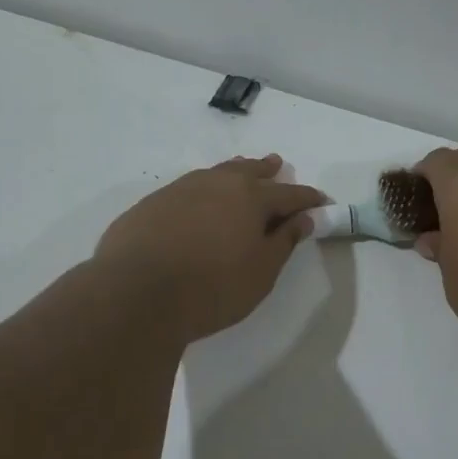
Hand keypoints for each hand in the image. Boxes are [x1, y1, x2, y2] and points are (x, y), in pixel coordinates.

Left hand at [95, 154, 324, 341]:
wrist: (136, 293)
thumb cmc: (212, 287)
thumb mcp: (261, 272)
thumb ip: (284, 241)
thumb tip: (302, 218)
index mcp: (250, 198)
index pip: (289, 194)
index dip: (308, 198)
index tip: (322, 202)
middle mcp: (217, 183)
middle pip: (249, 171)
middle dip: (268, 170)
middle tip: (278, 165)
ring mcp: (180, 189)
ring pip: (216, 173)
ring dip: (234, 172)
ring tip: (241, 171)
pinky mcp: (152, 203)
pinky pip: (188, 187)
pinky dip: (204, 189)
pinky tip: (199, 201)